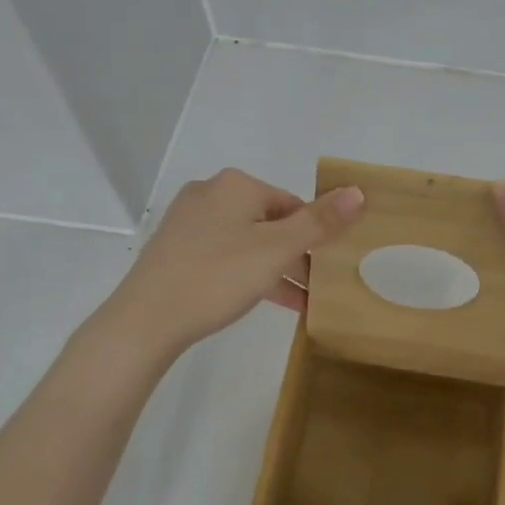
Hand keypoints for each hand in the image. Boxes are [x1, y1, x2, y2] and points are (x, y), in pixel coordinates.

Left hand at [96, 169, 363, 363]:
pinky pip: (225, 256)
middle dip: (296, 254)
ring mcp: (189, 222)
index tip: (330, 266)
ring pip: (247, 242)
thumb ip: (319, 222)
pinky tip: (266, 300)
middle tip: (320, 287)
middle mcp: (210, 194)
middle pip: (270, 222)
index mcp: (236, 185)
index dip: (316, 234)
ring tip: (303, 301)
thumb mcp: (277, 250)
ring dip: (276, 269)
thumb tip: (357, 191)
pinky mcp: (176, 249)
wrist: (146, 319)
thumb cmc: (219, 276)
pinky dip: (248, 274)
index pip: (292, 203)